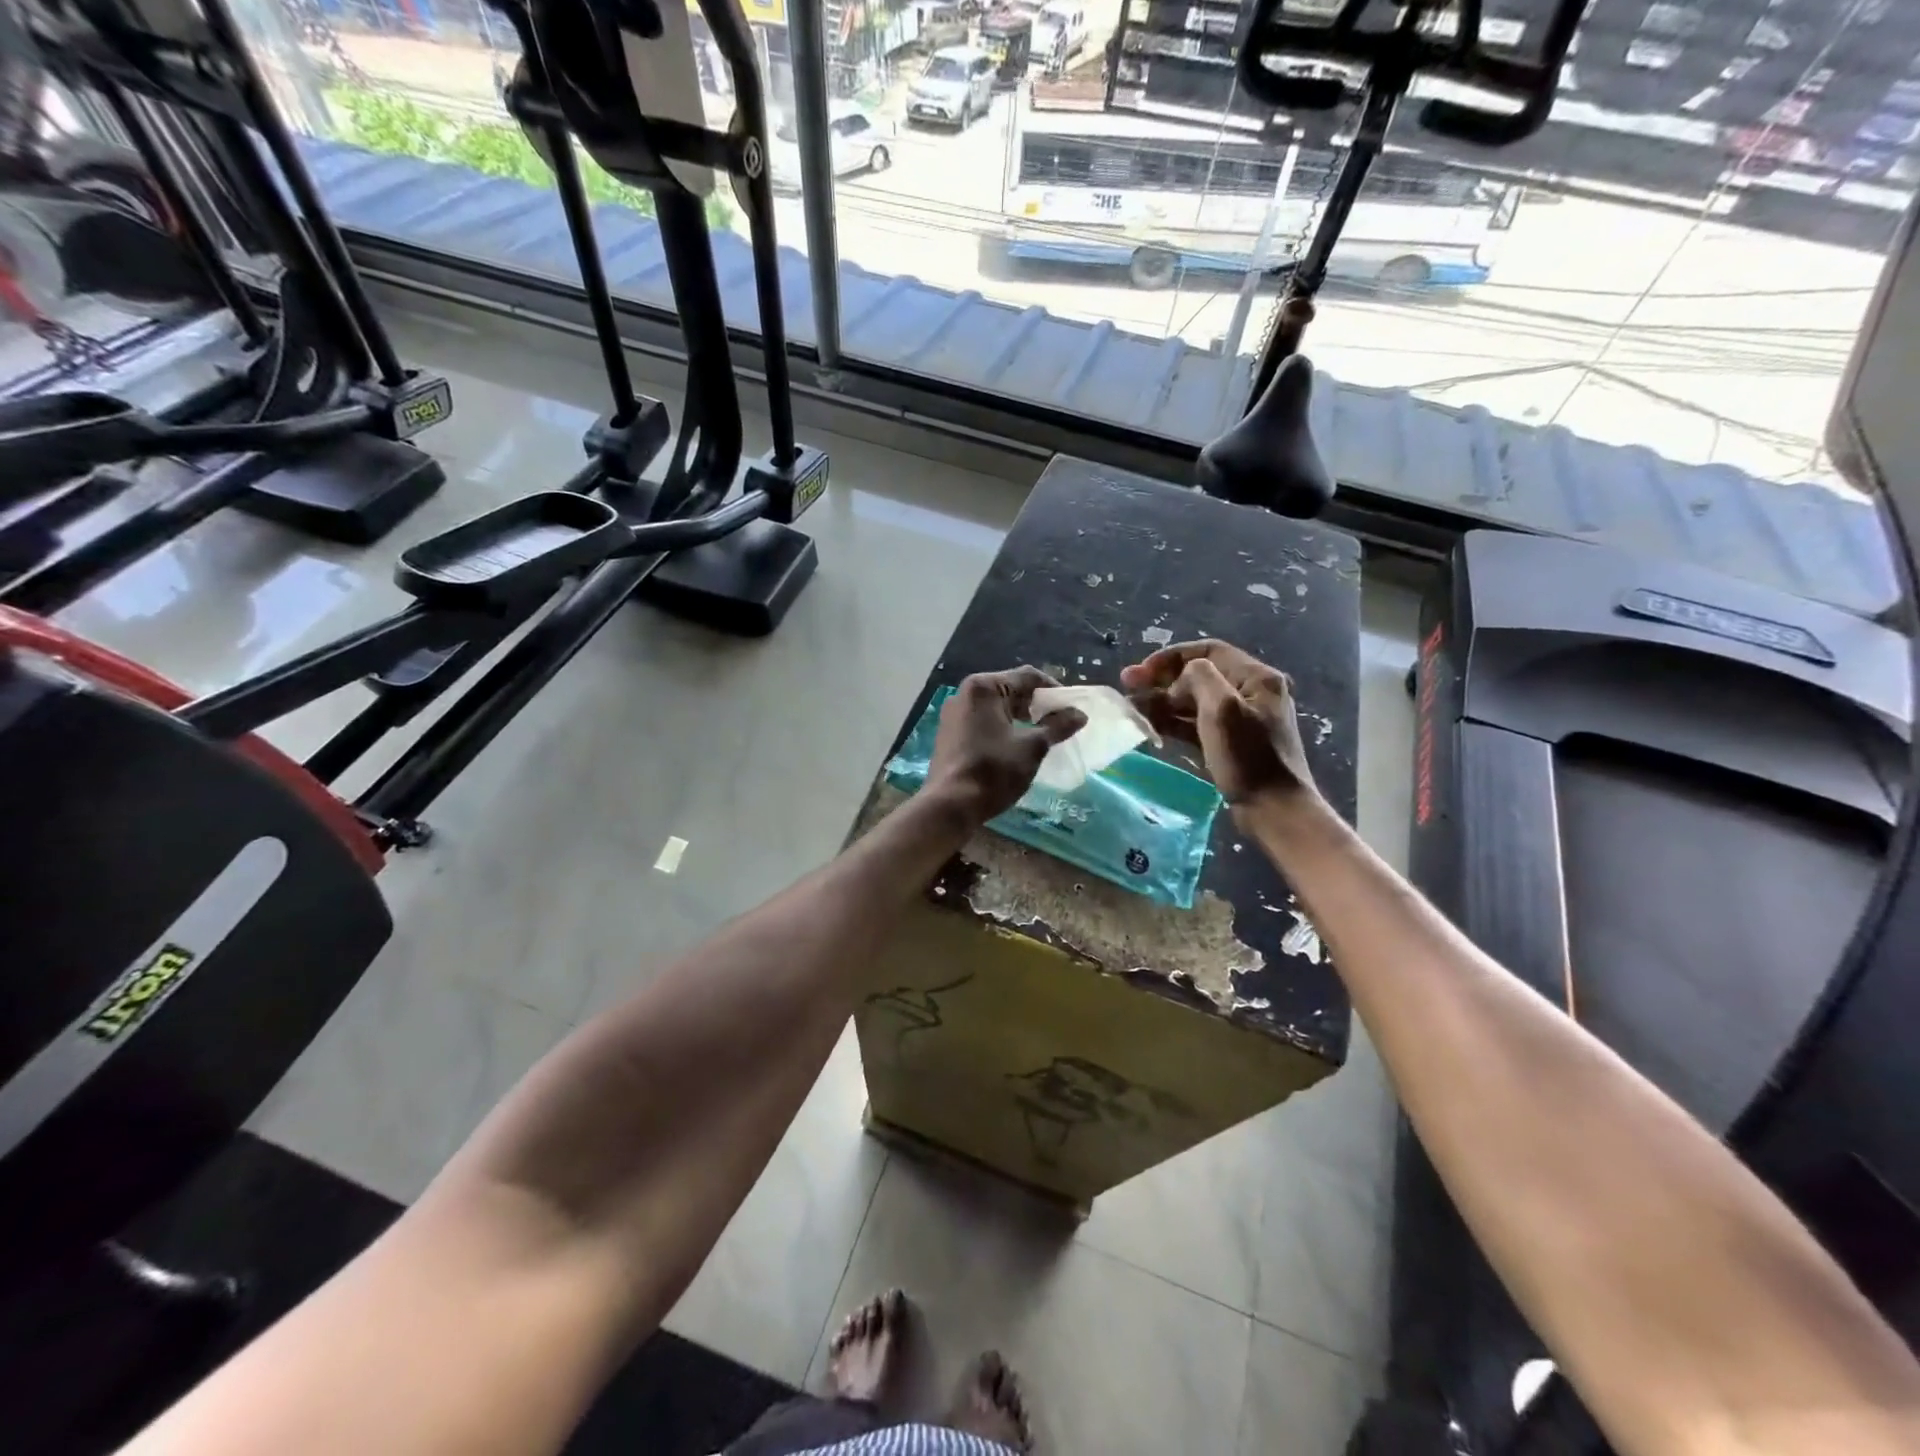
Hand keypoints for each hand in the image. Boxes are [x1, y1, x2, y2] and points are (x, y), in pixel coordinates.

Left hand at [926, 668, 1086, 823]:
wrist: (950, 805)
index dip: (1054, 691)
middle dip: (1037, 706)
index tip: (1071, 710)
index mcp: (983, 687)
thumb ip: (1057, 726)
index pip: (1028, 677)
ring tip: (1041, 737)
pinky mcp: (950, 734)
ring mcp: (954, 714)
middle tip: (1059, 724)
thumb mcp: (1032, 747)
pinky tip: (1016, 748)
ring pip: (996, 708)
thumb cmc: (994, 770)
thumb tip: (1079, 714)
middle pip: (1010, 690)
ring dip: (1020, 719)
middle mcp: (964, 694)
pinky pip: (983, 722)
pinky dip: (1002, 729)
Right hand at [1119, 640, 1316, 808]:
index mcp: (1256, 677)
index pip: (1207, 651)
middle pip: (1199, 675)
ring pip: (1194, 701)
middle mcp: (1250, 692)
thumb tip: (1180, 681)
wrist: (1274, 809)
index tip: (1142, 672)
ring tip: (1132, 708)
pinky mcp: (1230, 744)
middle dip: (1162, 680)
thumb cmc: (1248, 756)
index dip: (1170, 657)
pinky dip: (1173, 722)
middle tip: (1128, 686)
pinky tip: (1150, 725)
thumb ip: (1198, 678)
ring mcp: (1240, 720)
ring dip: (1162, 702)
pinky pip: (1196, 724)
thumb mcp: (1222, 707)